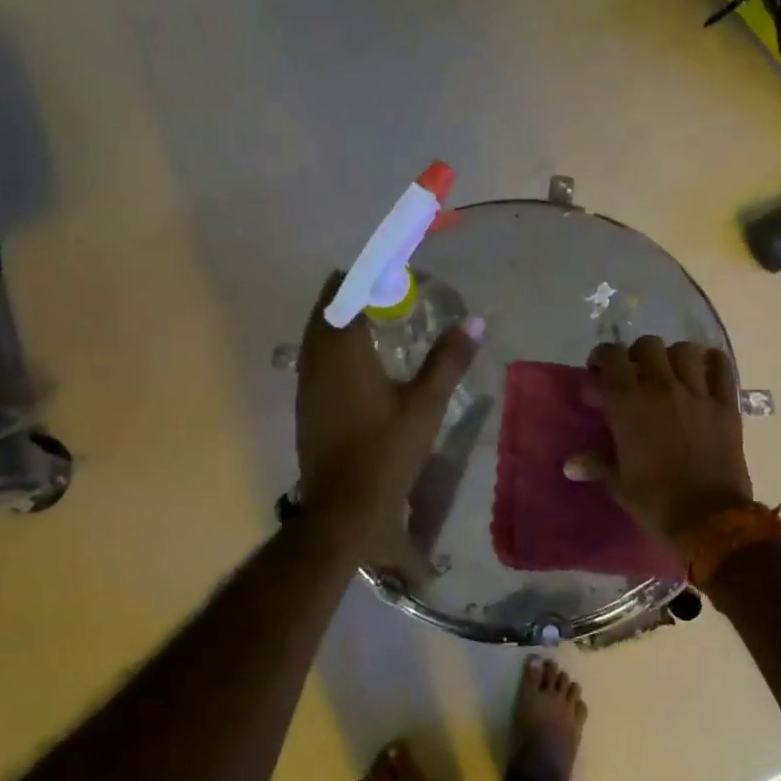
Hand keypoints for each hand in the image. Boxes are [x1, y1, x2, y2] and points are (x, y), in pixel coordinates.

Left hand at [294, 274, 481, 548]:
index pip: (344, 292)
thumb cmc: (387, 451)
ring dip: (343, 319)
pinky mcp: (305, 402)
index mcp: (343, 351)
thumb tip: (475, 321)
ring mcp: (305, 382)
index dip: (366, 276)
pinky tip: (362, 361)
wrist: (344, 506)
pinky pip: (315, 356)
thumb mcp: (426, 404)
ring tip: (379, 321)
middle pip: (327, 308)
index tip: (394, 274)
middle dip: (355, 294)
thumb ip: (448, 359)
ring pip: (317, 333)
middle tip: (391, 295)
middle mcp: (316, 358)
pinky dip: (335, 344)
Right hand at [574, 336, 753, 549]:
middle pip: (647, 345)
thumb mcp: (618, 484)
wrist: (709, 519)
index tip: (598, 378)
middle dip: (637, 356)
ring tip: (670, 375)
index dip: (601, 359)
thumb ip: (595, 463)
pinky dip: (712, 363)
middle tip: (635, 377)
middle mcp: (662, 387)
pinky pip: (721, 367)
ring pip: (684, 350)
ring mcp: (697, 393)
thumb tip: (570, 464)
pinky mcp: (726, 405)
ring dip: (673, 357)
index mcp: (628, 403)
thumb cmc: (655, 501)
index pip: (610, 356)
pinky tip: (704, 374)